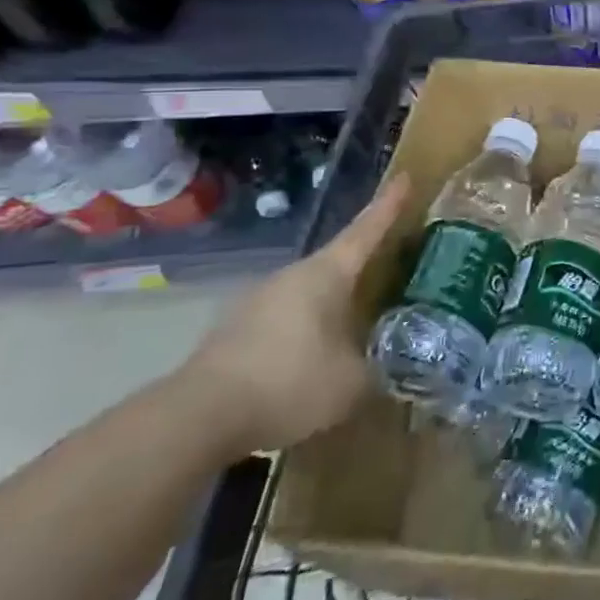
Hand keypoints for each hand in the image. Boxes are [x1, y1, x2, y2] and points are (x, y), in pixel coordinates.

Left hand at [179, 176, 409, 454]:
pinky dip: (306, 335)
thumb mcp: (354, 384)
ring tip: (356, 329)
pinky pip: (285, 325)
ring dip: (333, 307)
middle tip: (392, 267)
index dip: (388, 205)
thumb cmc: (288, 385)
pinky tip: (313, 365)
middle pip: (337, 263)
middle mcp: (290, 277)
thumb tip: (398, 366)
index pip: (366, 230)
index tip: (405, 177)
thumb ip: (383, 369)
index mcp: (325, 274)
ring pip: (309, 297)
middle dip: (364, 266)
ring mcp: (257, 304)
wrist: (195, 422)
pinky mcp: (234, 336)